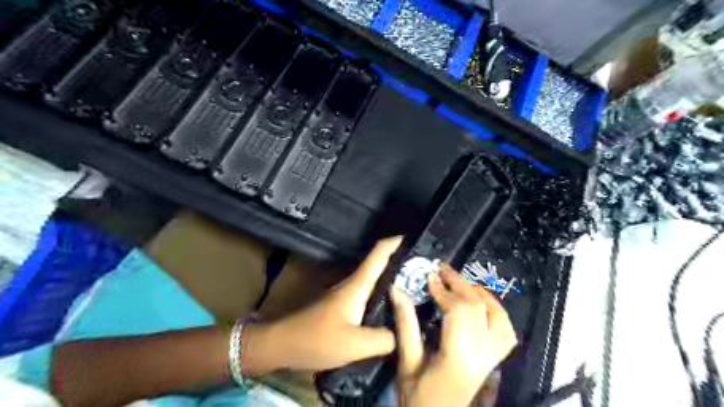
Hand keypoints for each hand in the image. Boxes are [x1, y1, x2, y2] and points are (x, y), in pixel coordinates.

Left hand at [241, 238, 401, 373]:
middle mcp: (352, 285)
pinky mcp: (341, 307)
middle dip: (401, 262)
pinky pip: (368, 295)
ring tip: (414, 288)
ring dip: (392, 279)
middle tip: (423, 269)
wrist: (282, 344)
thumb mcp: (355, 344)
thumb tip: (400, 335)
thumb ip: (383, 339)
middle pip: (379, 265)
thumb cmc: (316, 340)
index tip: (413, 238)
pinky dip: (382, 295)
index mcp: (357, 286)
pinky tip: (390, 309)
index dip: (395, 242)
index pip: (378, 254)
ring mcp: (345, 295)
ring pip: (374, 281)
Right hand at [395, 264, 517, 405]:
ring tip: (459, 282)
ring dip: (479, 293)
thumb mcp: (407, 362)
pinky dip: (495, 310)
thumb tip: (398, 290)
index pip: (458, 311)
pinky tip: (480, 302)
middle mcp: (482, 355)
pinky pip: (506, 330)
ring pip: (497, 315)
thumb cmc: (418, 399)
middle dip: (458, 283)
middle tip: (441, 269)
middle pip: (477, 307)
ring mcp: (492, 358)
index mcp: (458, 357)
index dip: (443, 289)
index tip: (428, 276)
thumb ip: (405, 324)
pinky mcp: (494, 360)